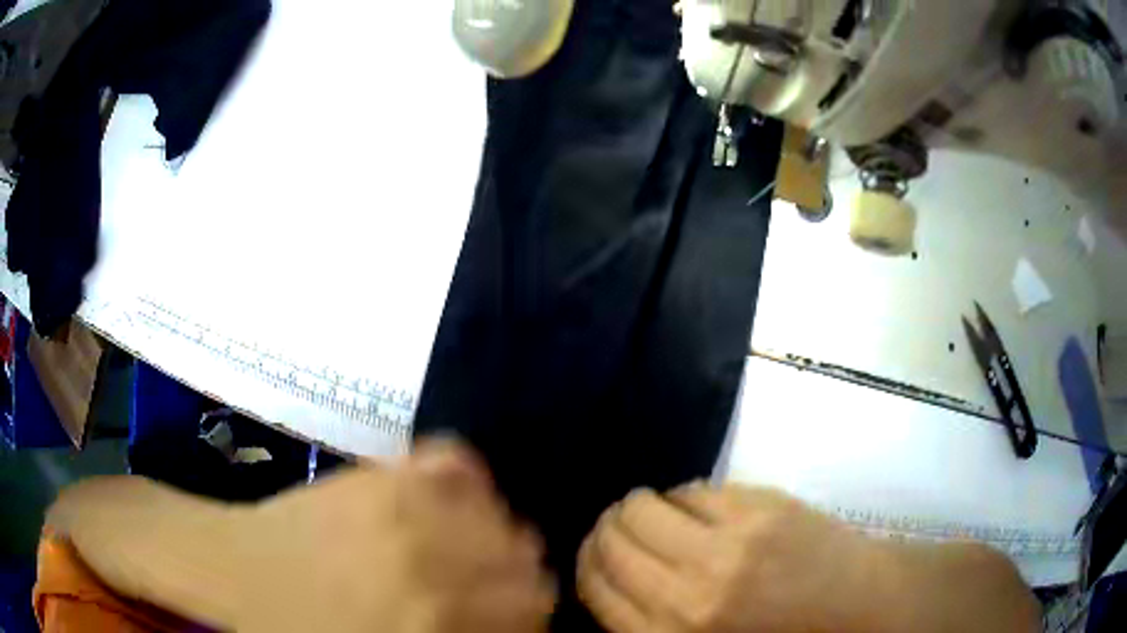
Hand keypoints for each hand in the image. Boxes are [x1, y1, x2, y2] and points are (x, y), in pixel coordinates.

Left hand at [45, 438, 556, 632]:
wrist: (227, 569)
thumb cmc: (294, 629)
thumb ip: (454, 632)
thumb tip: (501, 620)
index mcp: (430, 616)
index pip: (532, 607)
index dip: (530, 615)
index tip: (515, 619)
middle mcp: (429, 556)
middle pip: (525, 558)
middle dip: (519, 576)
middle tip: (490, 587)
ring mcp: (399, 501)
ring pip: (499, 510)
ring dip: (497, 532)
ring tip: (468, 546)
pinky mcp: (373, 471)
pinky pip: (452, 464)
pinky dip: (464, 483)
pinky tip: (446, 500)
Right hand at [576, 483, 872, 632]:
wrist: (855, 604)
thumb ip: (644, 618)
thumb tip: (609, 571)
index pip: (593, 583)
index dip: (587, 560)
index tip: (595, 551)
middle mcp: (686, 593)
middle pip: (610, 538)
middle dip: (608, 529)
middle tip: (621, 527)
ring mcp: (726, 546)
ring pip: (642, 506)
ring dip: (640, 506)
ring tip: (656, 512)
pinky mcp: (759, 509)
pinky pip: (693, 489)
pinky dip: (685, 497)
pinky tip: (698, 508)